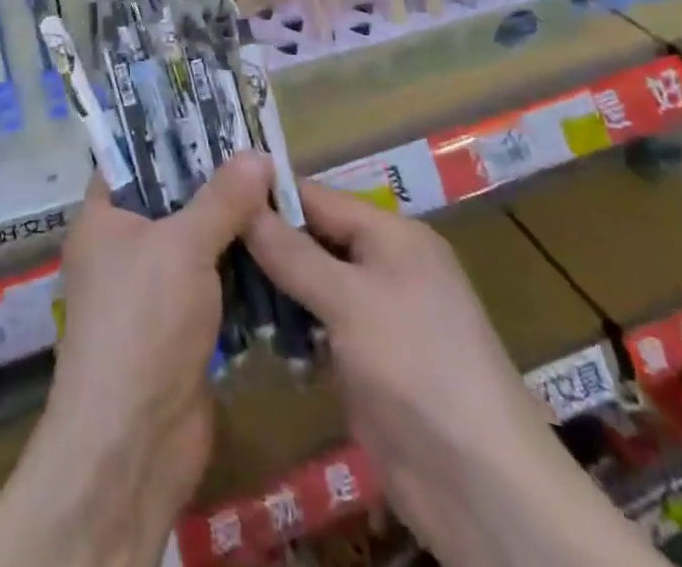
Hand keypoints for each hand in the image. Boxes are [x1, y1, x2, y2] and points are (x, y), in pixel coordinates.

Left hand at [0, 153, 273, 566]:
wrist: (133, 442)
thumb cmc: (143, 322)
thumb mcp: (183, 245)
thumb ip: (221, 197)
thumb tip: (258, 154)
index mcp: (104, 218)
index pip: (131, 159)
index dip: (169, 135)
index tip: (215, 117)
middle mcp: (122, 248)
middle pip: (171, 198)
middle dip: (214, 181)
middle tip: (261, 154)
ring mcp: (151, 291)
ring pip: (196, 242)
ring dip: (233, 226)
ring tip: (279, 193)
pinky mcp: (179, 327)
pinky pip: (212, 282)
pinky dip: (240, 268)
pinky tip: (279, 249)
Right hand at [242, 181, 558, 559]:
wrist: (482, 488)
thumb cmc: (418, 368)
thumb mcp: (350, 300)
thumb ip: (292, 253)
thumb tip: (241, 201)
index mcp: (391, 234)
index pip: (315, 197)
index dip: (265, 194)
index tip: (209, 193)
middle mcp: (383, 264)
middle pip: (310, 238)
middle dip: (261, 241)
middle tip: (199, 239)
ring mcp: (374, 315)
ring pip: (308, 283)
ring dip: (269, 286)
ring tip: (208, 282)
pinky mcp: (364, 360)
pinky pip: (315, 326)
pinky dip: (287, 326)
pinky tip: (245, 329)